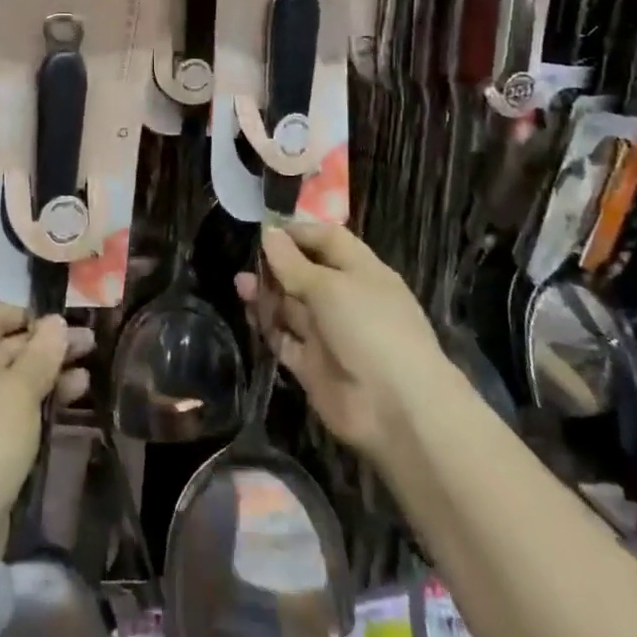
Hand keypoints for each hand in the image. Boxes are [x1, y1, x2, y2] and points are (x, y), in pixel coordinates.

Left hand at [0, 302, 91, 551]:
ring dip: (48, 372)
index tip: (62, 321)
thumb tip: (55, 322)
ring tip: (87, 369)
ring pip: (11, 380)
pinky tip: (73, 395)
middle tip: (88, 344)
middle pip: (2, 348)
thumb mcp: (16, 393)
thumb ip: (40, 355)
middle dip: (45, 345)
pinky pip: (11, 408)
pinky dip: (38, 400)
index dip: (27, 314)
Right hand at [236, 222, 441, 458]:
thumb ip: (294, 263)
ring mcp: (329, 334)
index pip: (328, 241)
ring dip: (267, 293)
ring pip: (292, 306)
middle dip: (277, 263)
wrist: (396, 410)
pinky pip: (285, 338)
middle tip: (247, 256)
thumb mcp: (330, 287)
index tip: (265, 227)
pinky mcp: (313, 365)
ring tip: (241, 283)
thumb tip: (269, 232)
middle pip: (306, 273)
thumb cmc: (370, 329)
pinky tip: (249, 310)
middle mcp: (346, 300)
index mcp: (362, 272)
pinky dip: (267, 325)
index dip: (298, 232)